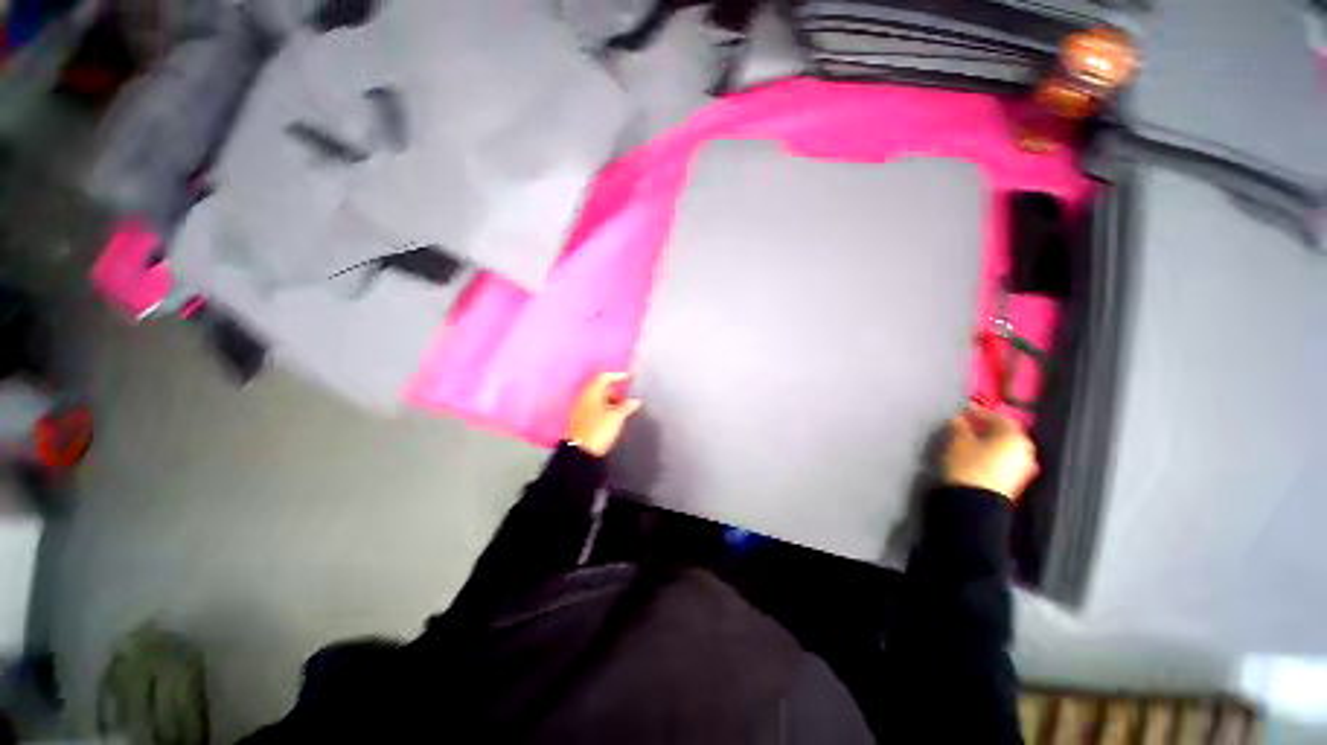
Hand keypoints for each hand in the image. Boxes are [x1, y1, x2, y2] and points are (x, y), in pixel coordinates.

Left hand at [565, 372, 640, 456]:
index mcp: (591, 393)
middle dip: (615, 389)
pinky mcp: (581, 420)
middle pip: (600, 387)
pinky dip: (605, 408)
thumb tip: (635, 400)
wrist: (580, 453)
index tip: (630, 378)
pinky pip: (595, 408)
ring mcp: (581, 409)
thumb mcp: (616, 417)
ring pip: (598, 399)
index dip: (618, 375)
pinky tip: (613, 416)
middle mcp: (584, 398)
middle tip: (628, 395)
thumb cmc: (599, 430)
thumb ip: (626, 407)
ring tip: (623, 407)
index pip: (604, 377)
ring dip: (610, 400)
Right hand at [942, 406, 1039, 500]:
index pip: (999, 417)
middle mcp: (1025, 450)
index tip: (964, 410)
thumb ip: (960, 426)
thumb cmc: (967, 465)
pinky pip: (1004, 460)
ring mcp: (1023, 468)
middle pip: (1005, 433)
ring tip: (969, 441)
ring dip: (989, 442)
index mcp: (1014, 436)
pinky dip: (991, 454)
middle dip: (987, 428)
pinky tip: (976, 455)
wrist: (975, 504)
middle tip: (968, 425)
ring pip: (1005, 447)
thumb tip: (959, 418)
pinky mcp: (1015, 481)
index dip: (980, 412)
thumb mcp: (958, 441)